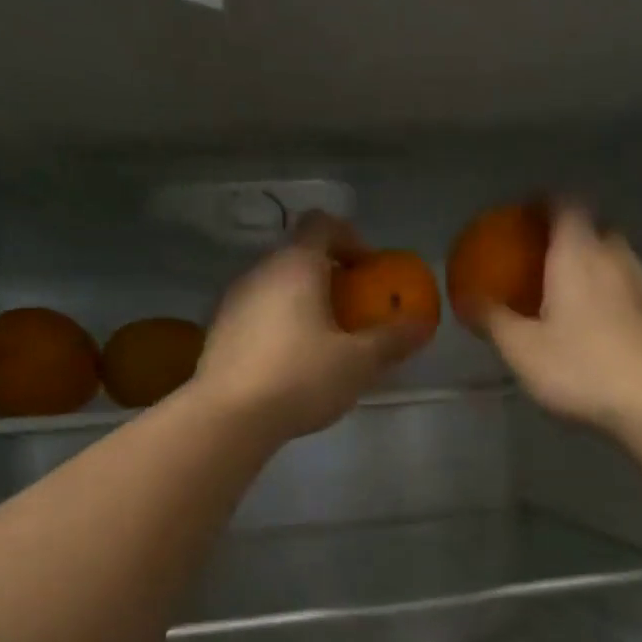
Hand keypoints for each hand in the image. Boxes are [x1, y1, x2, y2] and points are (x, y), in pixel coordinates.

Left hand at [192, 213, 432, 443]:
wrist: (228, 417)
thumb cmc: (301, 379)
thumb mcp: (358, 363)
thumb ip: (392, 339)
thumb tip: (422, 323)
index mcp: (296, 266)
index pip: (323, 224)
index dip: (351, 239)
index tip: (369, 272)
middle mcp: (259, 271)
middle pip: (298, 256)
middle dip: (330, 278)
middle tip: (353, 313)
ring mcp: (232, 301)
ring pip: (276, 287)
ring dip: (303, 303)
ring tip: (325, 343)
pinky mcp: (218, 332)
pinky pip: (257, 314)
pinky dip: (279, 326)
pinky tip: (292, 365)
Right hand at [484, 206, 641, 435]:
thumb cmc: (580, 369)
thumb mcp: (522, 350)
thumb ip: (492, 319)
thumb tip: (467, 297)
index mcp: (578, 253)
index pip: (564, 204)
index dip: (543, 203)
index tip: (524, 217)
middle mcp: (615, 256)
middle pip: (593, 228)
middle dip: (568, 237)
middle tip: (543, 262)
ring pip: (615, 258)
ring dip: (593, 267)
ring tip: (570, 296)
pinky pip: (630, 288)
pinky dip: (612, 293)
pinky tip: (600, 326)